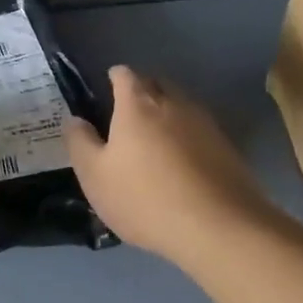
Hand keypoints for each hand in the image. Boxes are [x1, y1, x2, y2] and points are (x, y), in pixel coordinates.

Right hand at [67, 66, 280, 264]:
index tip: (106, 92)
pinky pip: (199, 131)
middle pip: (155, 83)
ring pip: (180, 106)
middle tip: (127, 118)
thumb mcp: (95, 176)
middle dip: (141, 92)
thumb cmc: (145, 198)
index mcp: (138, 103)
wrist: (218, 228)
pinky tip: (181, 165)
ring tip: (154, 143)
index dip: (113, 79)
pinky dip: (187, 138)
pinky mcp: (227, 147)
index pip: (124, 74)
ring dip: (167, 116)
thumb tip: (74, 119)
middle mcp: (174, 102)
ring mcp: (205, 123)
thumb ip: (80, 142)